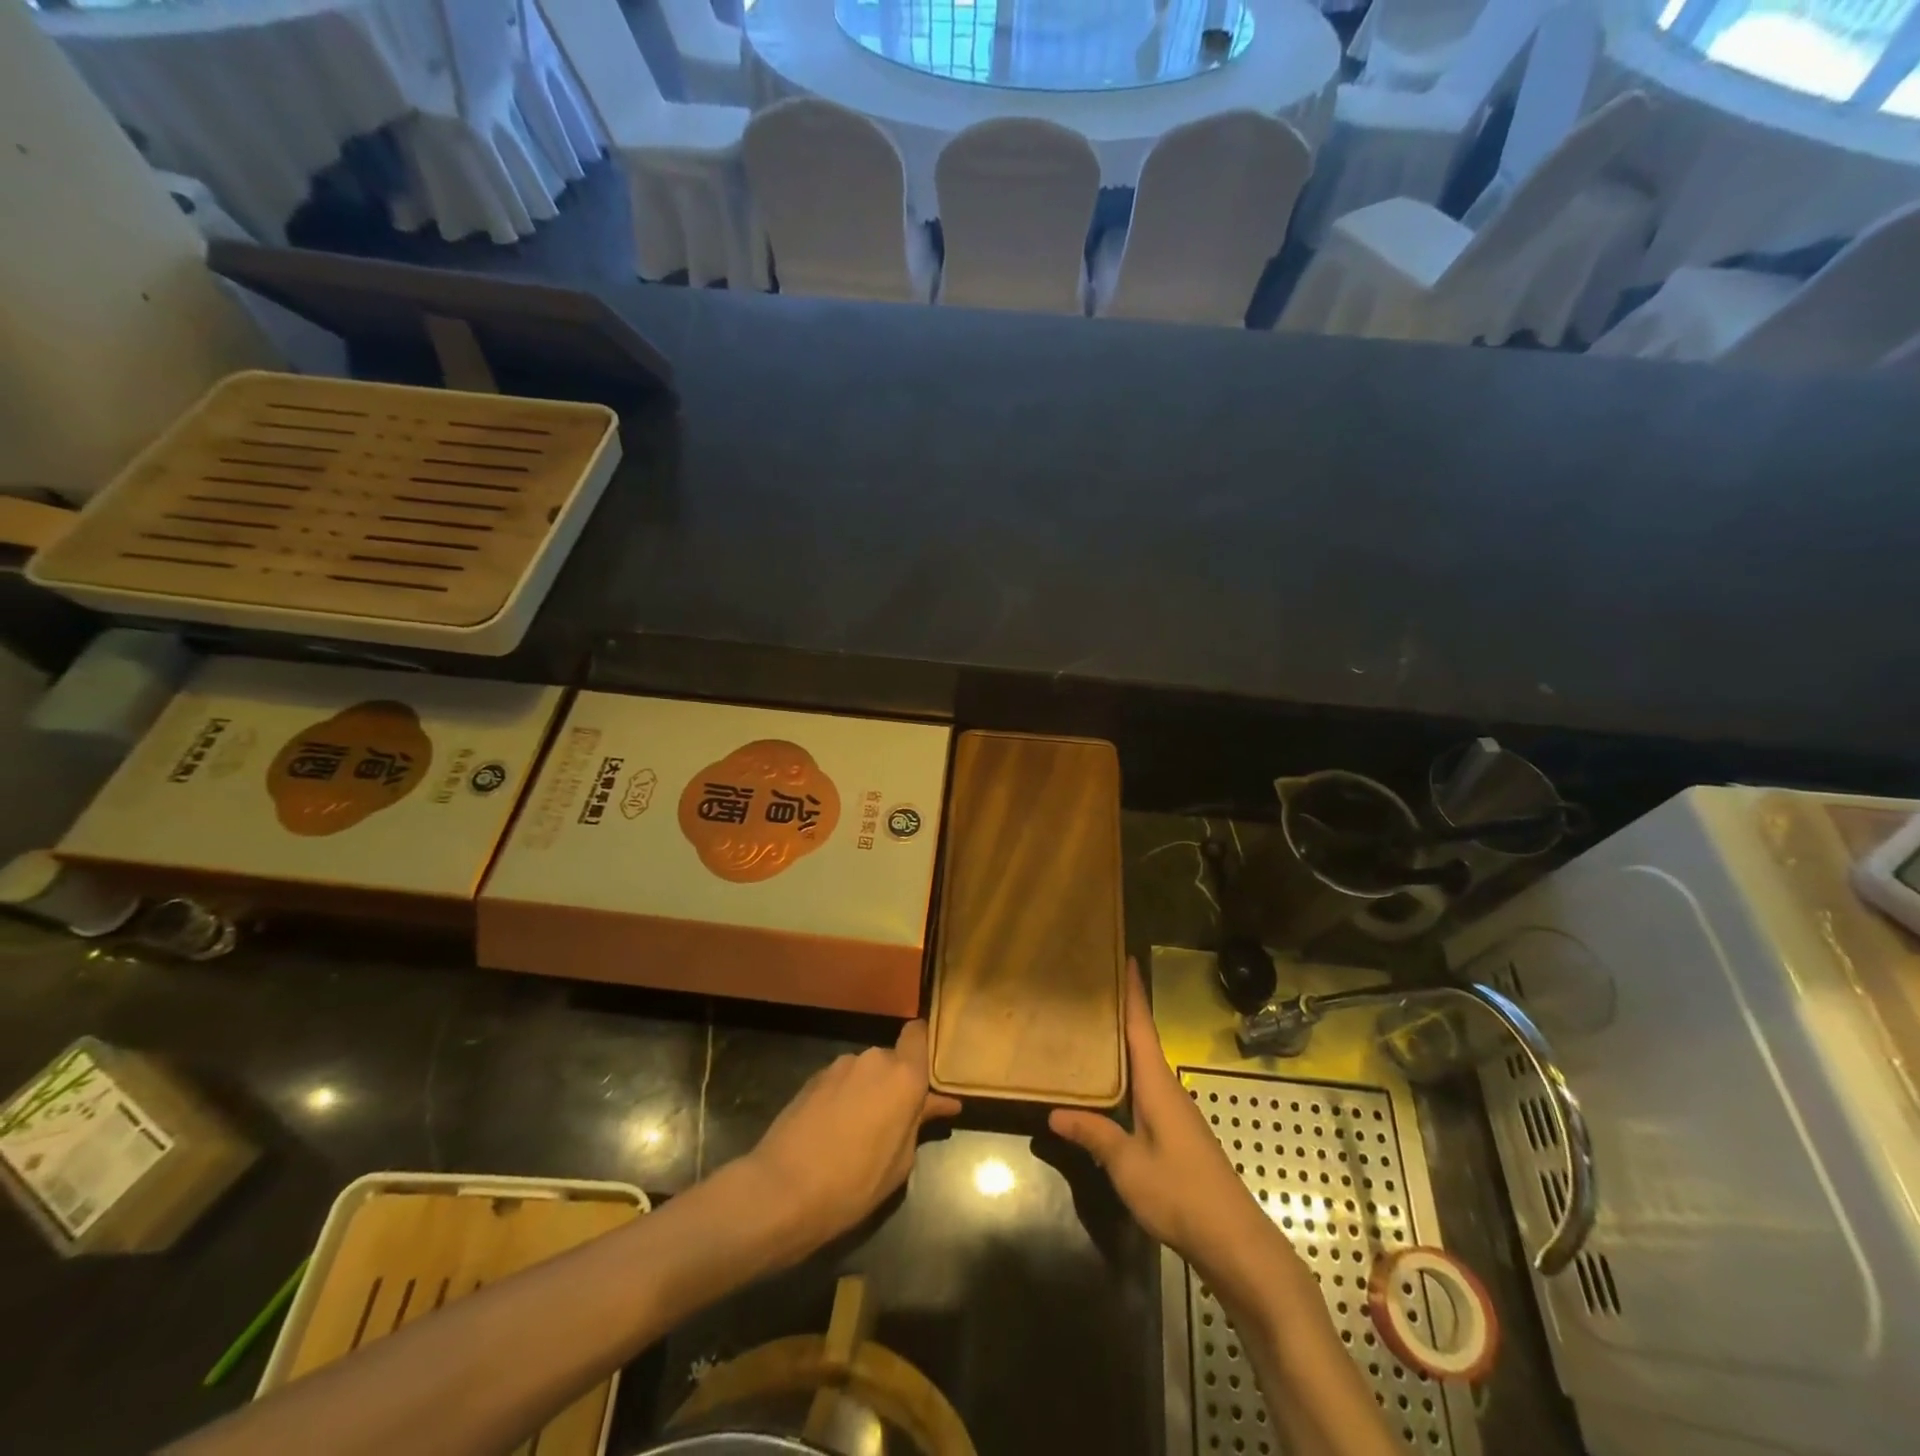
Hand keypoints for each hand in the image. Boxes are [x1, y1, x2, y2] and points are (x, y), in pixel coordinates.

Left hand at [744, 1020, 961, 1248]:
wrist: (783, 1189)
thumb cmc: (854, 1183)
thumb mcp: (900, 1163)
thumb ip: (919, 1123)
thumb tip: (939, 1103)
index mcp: (903, 1076)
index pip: (919, 1033)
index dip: (923, 1047)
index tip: (926, 1072)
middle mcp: (874, 1059)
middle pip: (892, 1059)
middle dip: (894, 1083)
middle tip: (893, 1119)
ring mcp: (840, 1065)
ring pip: (865, 1071)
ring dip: (868, 1091)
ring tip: (859, 1130)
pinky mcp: (813, 1077)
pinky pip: (841, 1081)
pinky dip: (843, 1097)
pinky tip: (834, 1129)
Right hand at [1050, 962, 1287, 1293]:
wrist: (1234, 1242)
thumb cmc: (1180, 1194)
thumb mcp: (1128, 1165)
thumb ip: (1093, 1134)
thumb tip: (1054, 1112)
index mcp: (1157, 1085)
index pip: (1142, 1026)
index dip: (1133, 992)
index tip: (1125, 956)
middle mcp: (1168, 1089)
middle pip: (1142, 1040)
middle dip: (1122, 1012)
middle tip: (1090, 987)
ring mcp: (1176, 1112)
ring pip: (1144, 1066)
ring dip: (1123, 1044)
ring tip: (1090, 1029)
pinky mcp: (1177, 1134)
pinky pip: (1146, 1090)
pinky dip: (1126, 1075)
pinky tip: (1108, 1086)